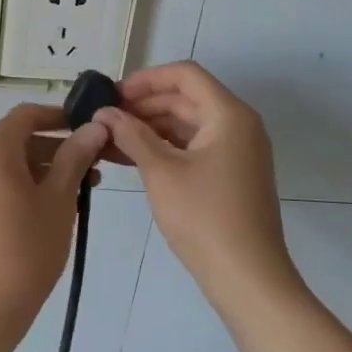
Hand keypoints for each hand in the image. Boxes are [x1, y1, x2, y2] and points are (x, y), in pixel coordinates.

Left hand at [0, 105, 109, 351]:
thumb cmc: (26, 249)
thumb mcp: (58, 200)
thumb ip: (75, 158)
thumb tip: (93, 126)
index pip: (26, 115)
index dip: (60, 117)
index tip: (90, 128)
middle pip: (17, 141)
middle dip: (57, 149)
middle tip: (94, 168)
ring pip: (7, 166)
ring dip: (43, 171)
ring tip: (80, 194)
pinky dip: (23, 188)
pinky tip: (51, 211)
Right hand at [95, 63, 302, 305]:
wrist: (246, 275)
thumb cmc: (204, 217)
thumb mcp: (161, 171)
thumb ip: (131, 135)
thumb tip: (104, 113)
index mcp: (228, 115)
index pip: (185, 75)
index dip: (146, 79)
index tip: (112, 95)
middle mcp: (237, 125)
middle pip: (185, 98)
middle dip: (143, 105)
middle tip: (104, 119)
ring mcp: (235, 151)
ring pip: (186, 124)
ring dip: (149, 128)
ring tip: (109, 139)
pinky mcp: (229, 174)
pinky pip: (192, 147)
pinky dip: (163, 148)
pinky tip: (129, 158)